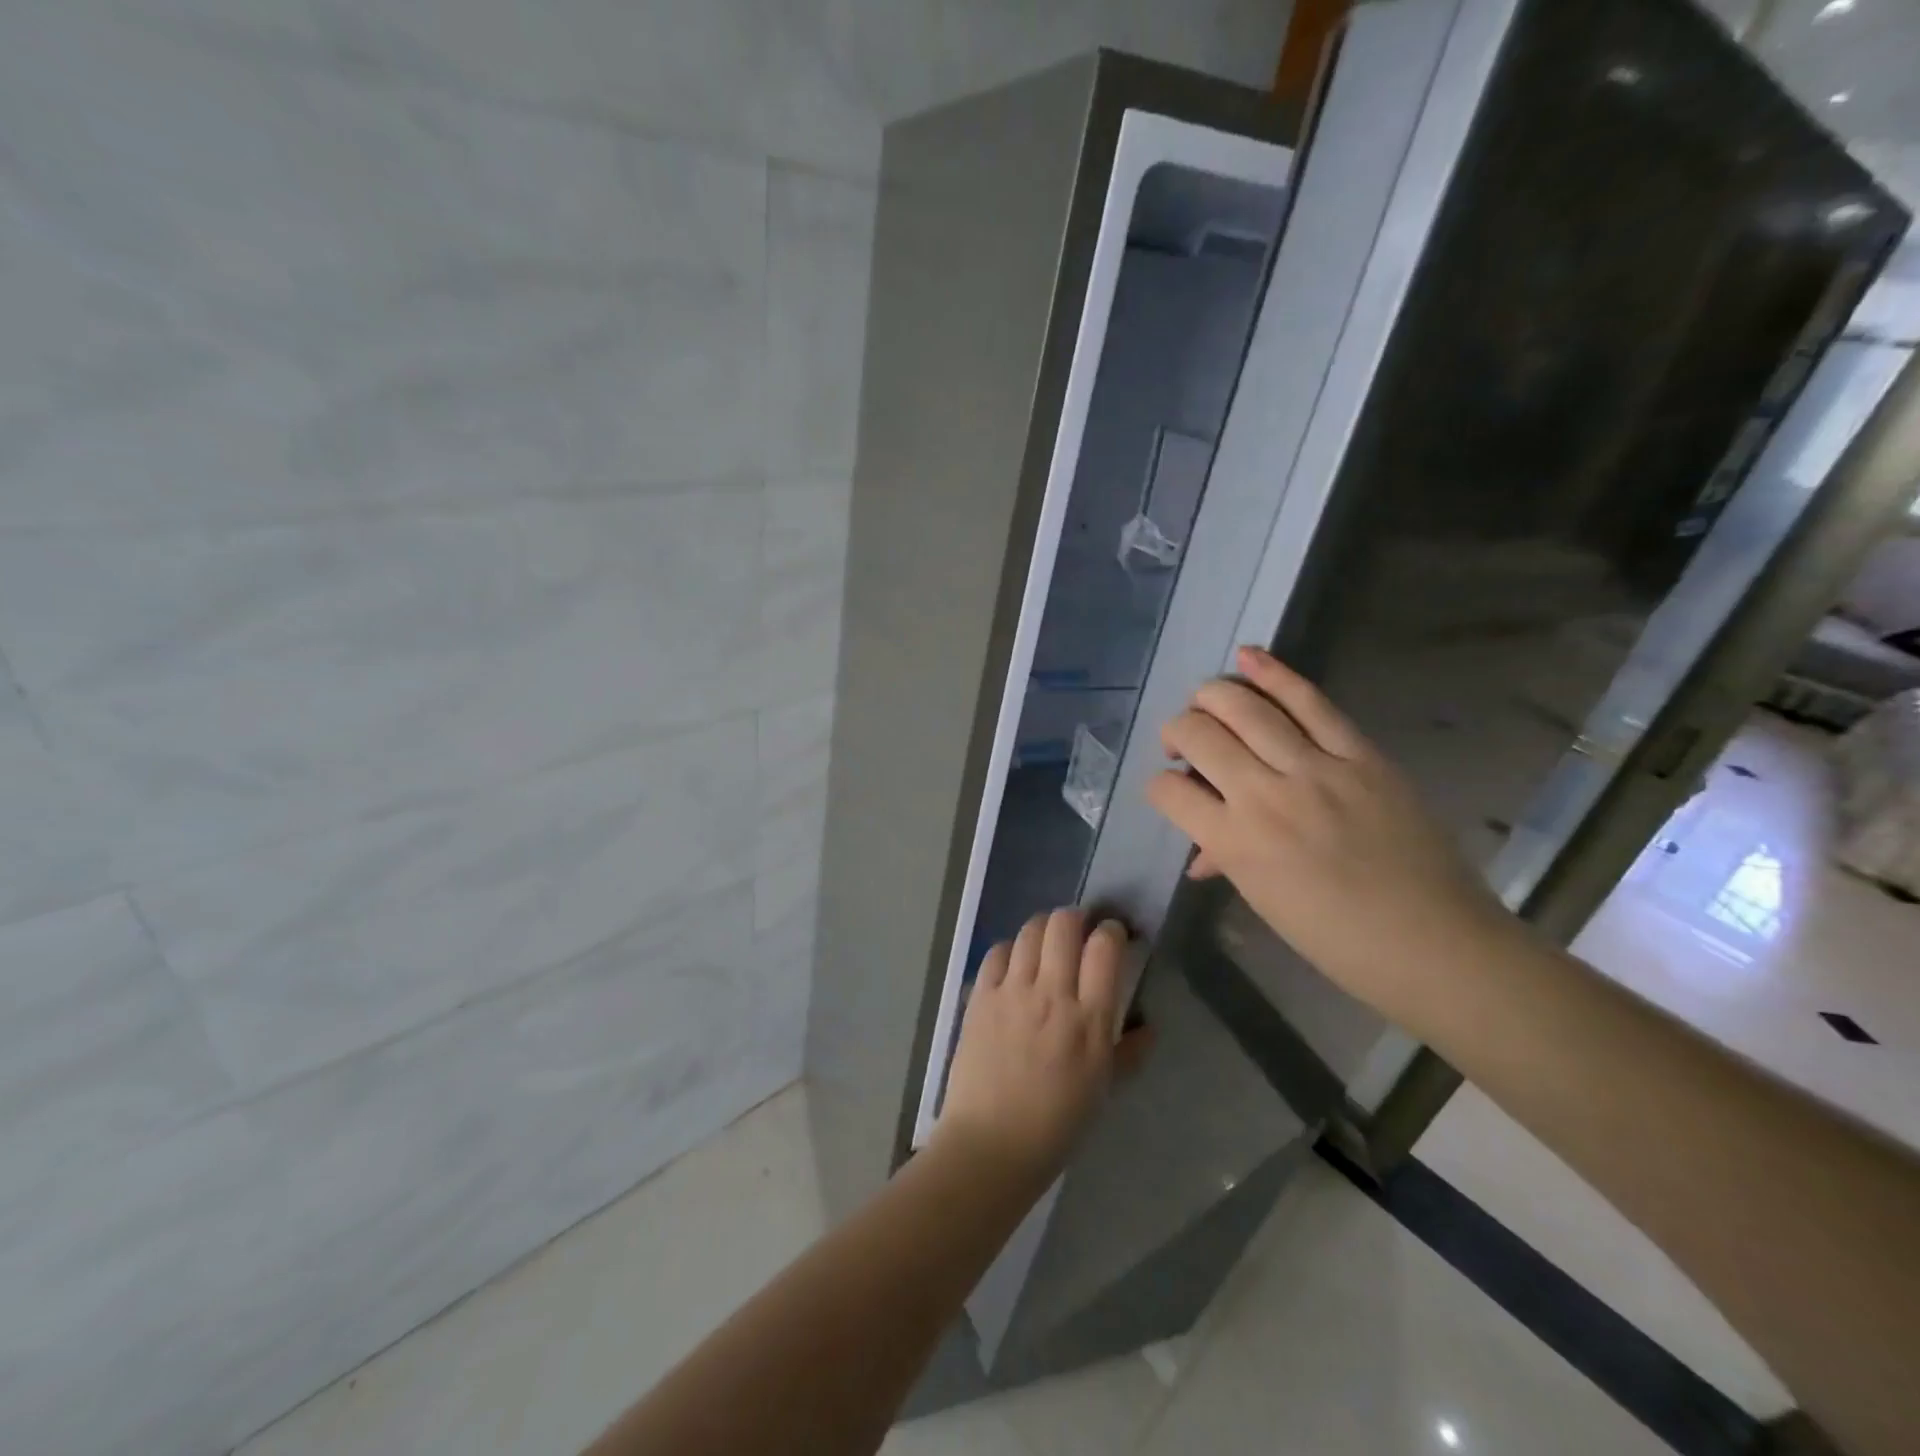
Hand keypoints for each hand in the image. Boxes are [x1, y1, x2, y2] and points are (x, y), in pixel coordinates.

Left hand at [936, 910, 1128, 1184]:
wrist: (990, 1145)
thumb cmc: (1056, 1126)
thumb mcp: (1104, 1092)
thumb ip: (1130, 1053)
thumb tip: (1150, 1026)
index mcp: (1089, 1020)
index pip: (1105, 948)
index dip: (1112, 931)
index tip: (1114, 936)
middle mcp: (1051, 995)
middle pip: (1064, 925)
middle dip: (1076, 918)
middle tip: (1080, 931)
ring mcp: (1011, 992)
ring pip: (1029, 931)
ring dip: (1043, 928)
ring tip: (1047, 943)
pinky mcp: (980, 997)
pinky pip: (997, 952)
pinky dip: (1010, 949)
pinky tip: (1015, 964)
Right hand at [1146, 646, 1524, 1023]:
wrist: (1434, 943)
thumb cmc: (1338, 940)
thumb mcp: (1266, 902)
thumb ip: (1228, 861)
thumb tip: (1202, 852)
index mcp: (1234, 843)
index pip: (1168, 790)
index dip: (1159, 785)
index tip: (1173, 790)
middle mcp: (1264, 796)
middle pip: (1199, 735)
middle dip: (1177, 731)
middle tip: (1184, 743)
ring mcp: (1315, 768)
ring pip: (1245, 707)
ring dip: (1212, 696)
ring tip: (1205, 701)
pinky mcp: (1360, 755)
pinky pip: (1310, 702)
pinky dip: (1273, 673)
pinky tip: (1247, 657)